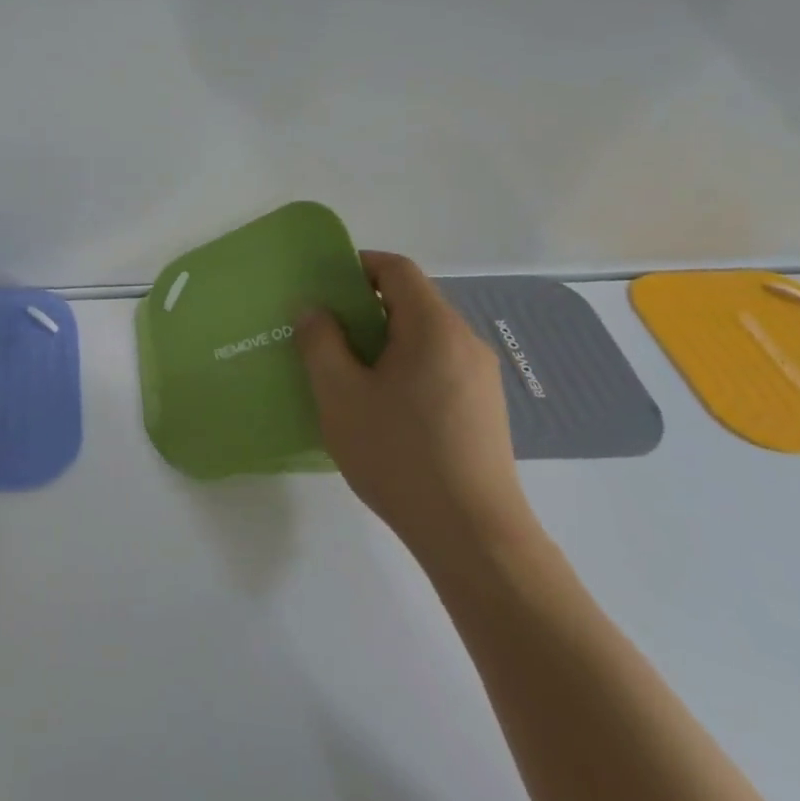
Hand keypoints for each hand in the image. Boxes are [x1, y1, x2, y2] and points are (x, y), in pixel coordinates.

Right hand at [296, 251, 538, 579]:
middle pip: (413, 301)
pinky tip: (384, 407)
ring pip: (426, 337)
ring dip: (386, 341)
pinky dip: (407, 366)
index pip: (397, 270)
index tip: (324, 286)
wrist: (473, 535)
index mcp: (433, 327)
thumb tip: (314, 309)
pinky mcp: (486, 408)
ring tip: (349, 372)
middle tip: (326, 333)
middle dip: (366, 307)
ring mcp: (481, 377)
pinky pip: (439, 366)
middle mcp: (465, 341)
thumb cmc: (399, 455)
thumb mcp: (341, 396)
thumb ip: (320, 343)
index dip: (359, 266)